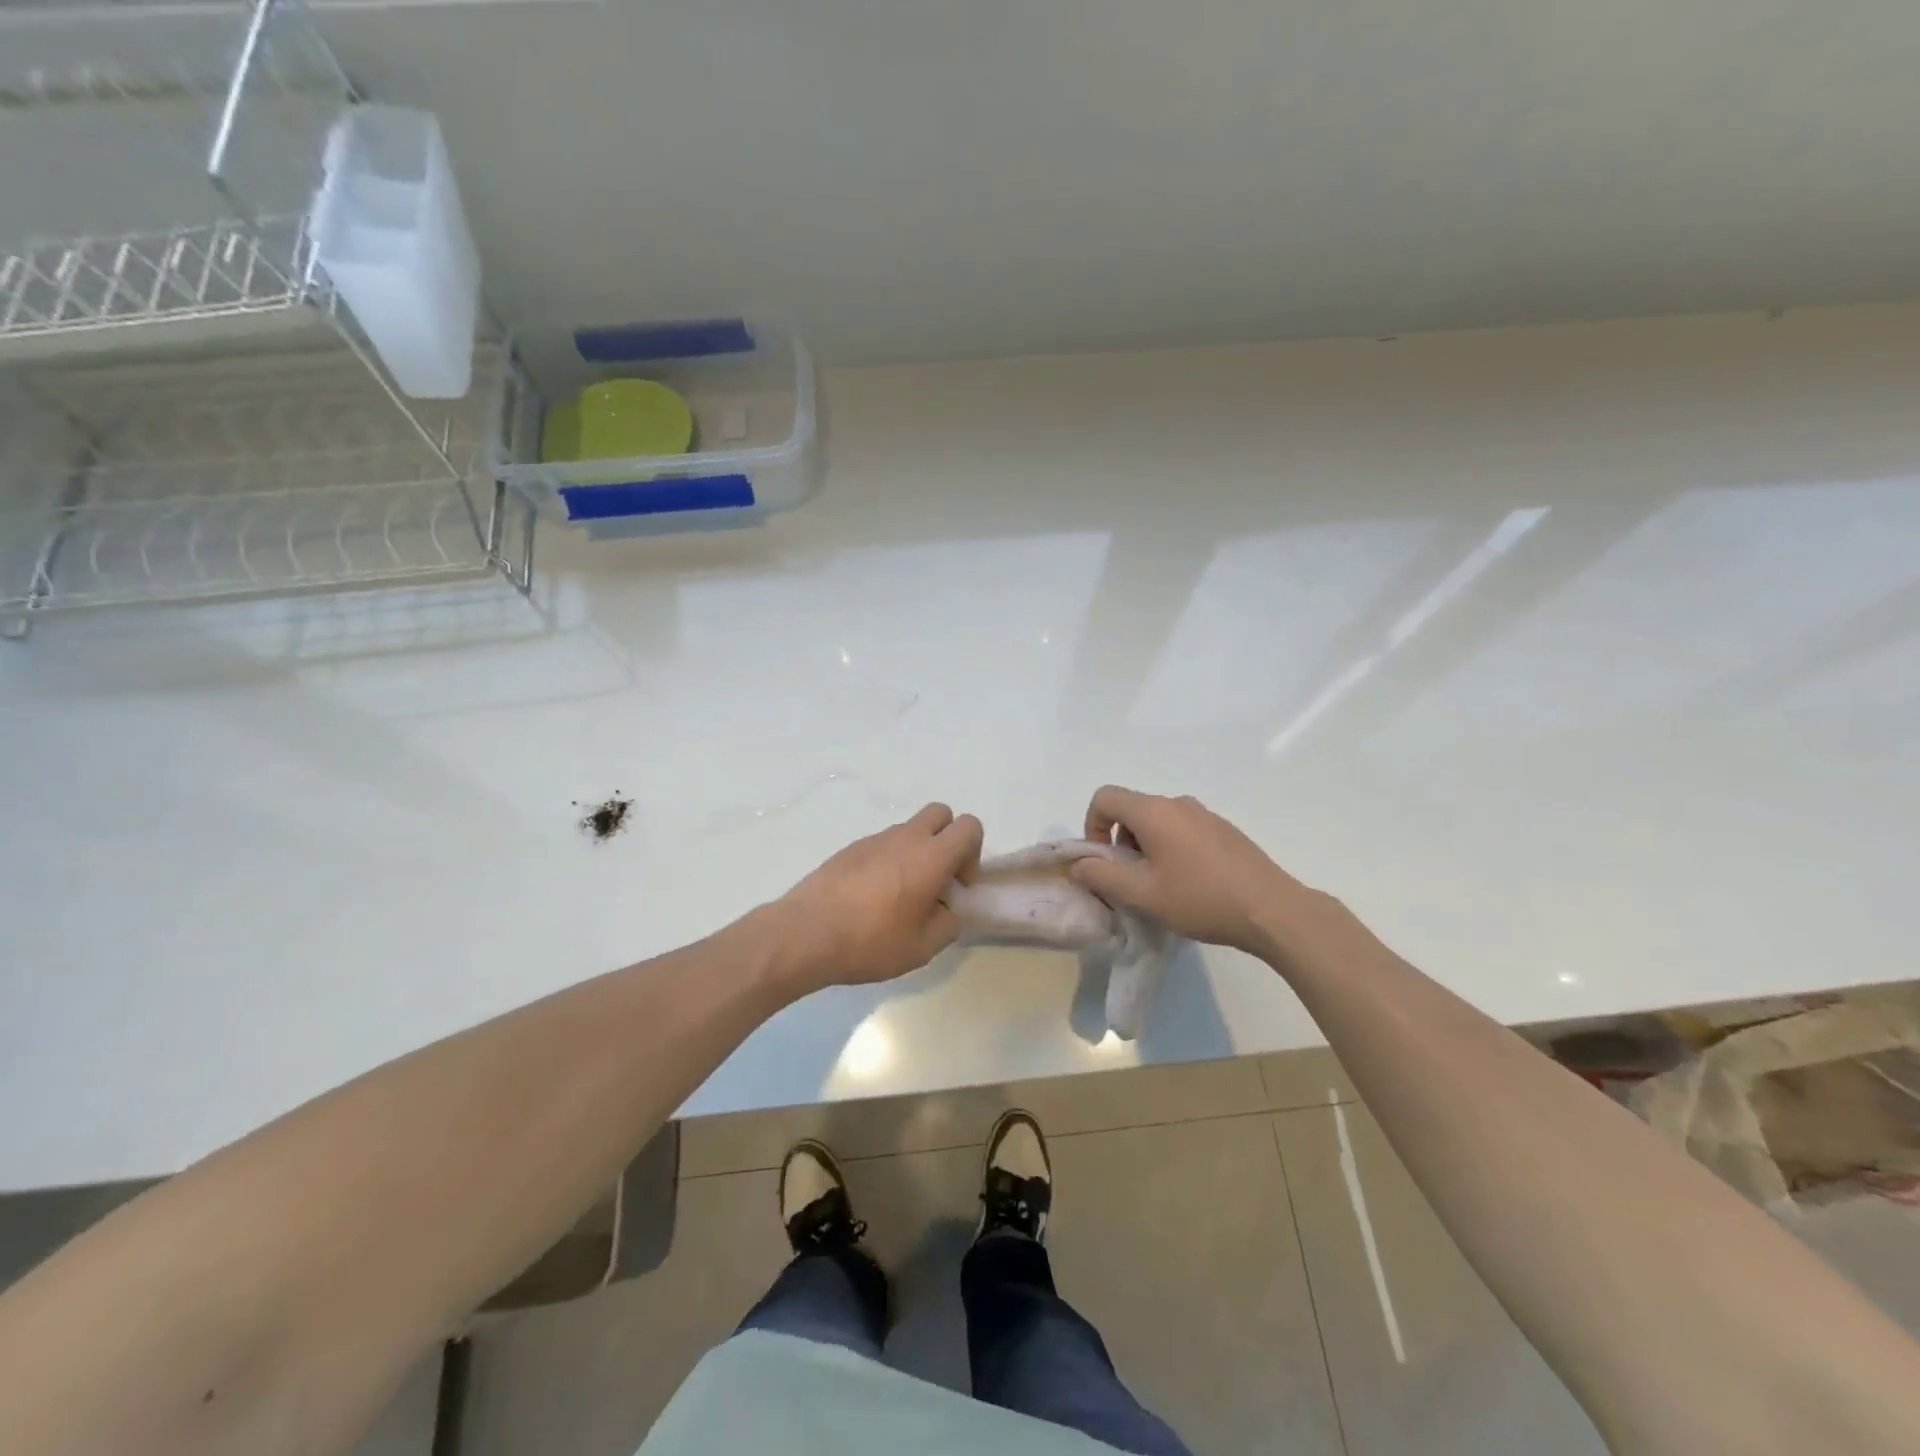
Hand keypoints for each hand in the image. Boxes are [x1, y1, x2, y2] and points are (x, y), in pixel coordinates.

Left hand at [771, 803, 984, 990]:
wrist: (805, 933)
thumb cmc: (870, 941)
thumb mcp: (923, 947)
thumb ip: (948, 923)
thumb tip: (946, 910)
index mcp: (931, 857)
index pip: (970, 827)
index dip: (973, 853)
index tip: (958, 885)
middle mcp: (905, 838)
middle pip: (941, 814)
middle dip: (948, 839)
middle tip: (937, 878)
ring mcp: (875, 839)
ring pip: (910, 829)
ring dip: (917, 851)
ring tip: (902, 894)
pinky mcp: (850, 848)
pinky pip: (883, 843)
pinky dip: (889, 860)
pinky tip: (873, 897)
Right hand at [1068, 785, 1342, 957]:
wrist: (1272, 910)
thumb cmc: (1200, 899)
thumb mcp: (1142, 894)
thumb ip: (1102, 875)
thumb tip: (1078, 864)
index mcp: (1154, 812)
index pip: (1105, 797)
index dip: (1092, 826)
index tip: (1103, 861)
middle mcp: (1178, 803)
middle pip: (1131, 809)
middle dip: (1119, 842)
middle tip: (1130, 881)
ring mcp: (1205, 815)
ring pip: (1158, 821)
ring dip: (1145, 847)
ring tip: (1160, 886)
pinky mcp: (1224, 830)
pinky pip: (1183, 830)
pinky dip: (1171, 848)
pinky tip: (1189, 884)